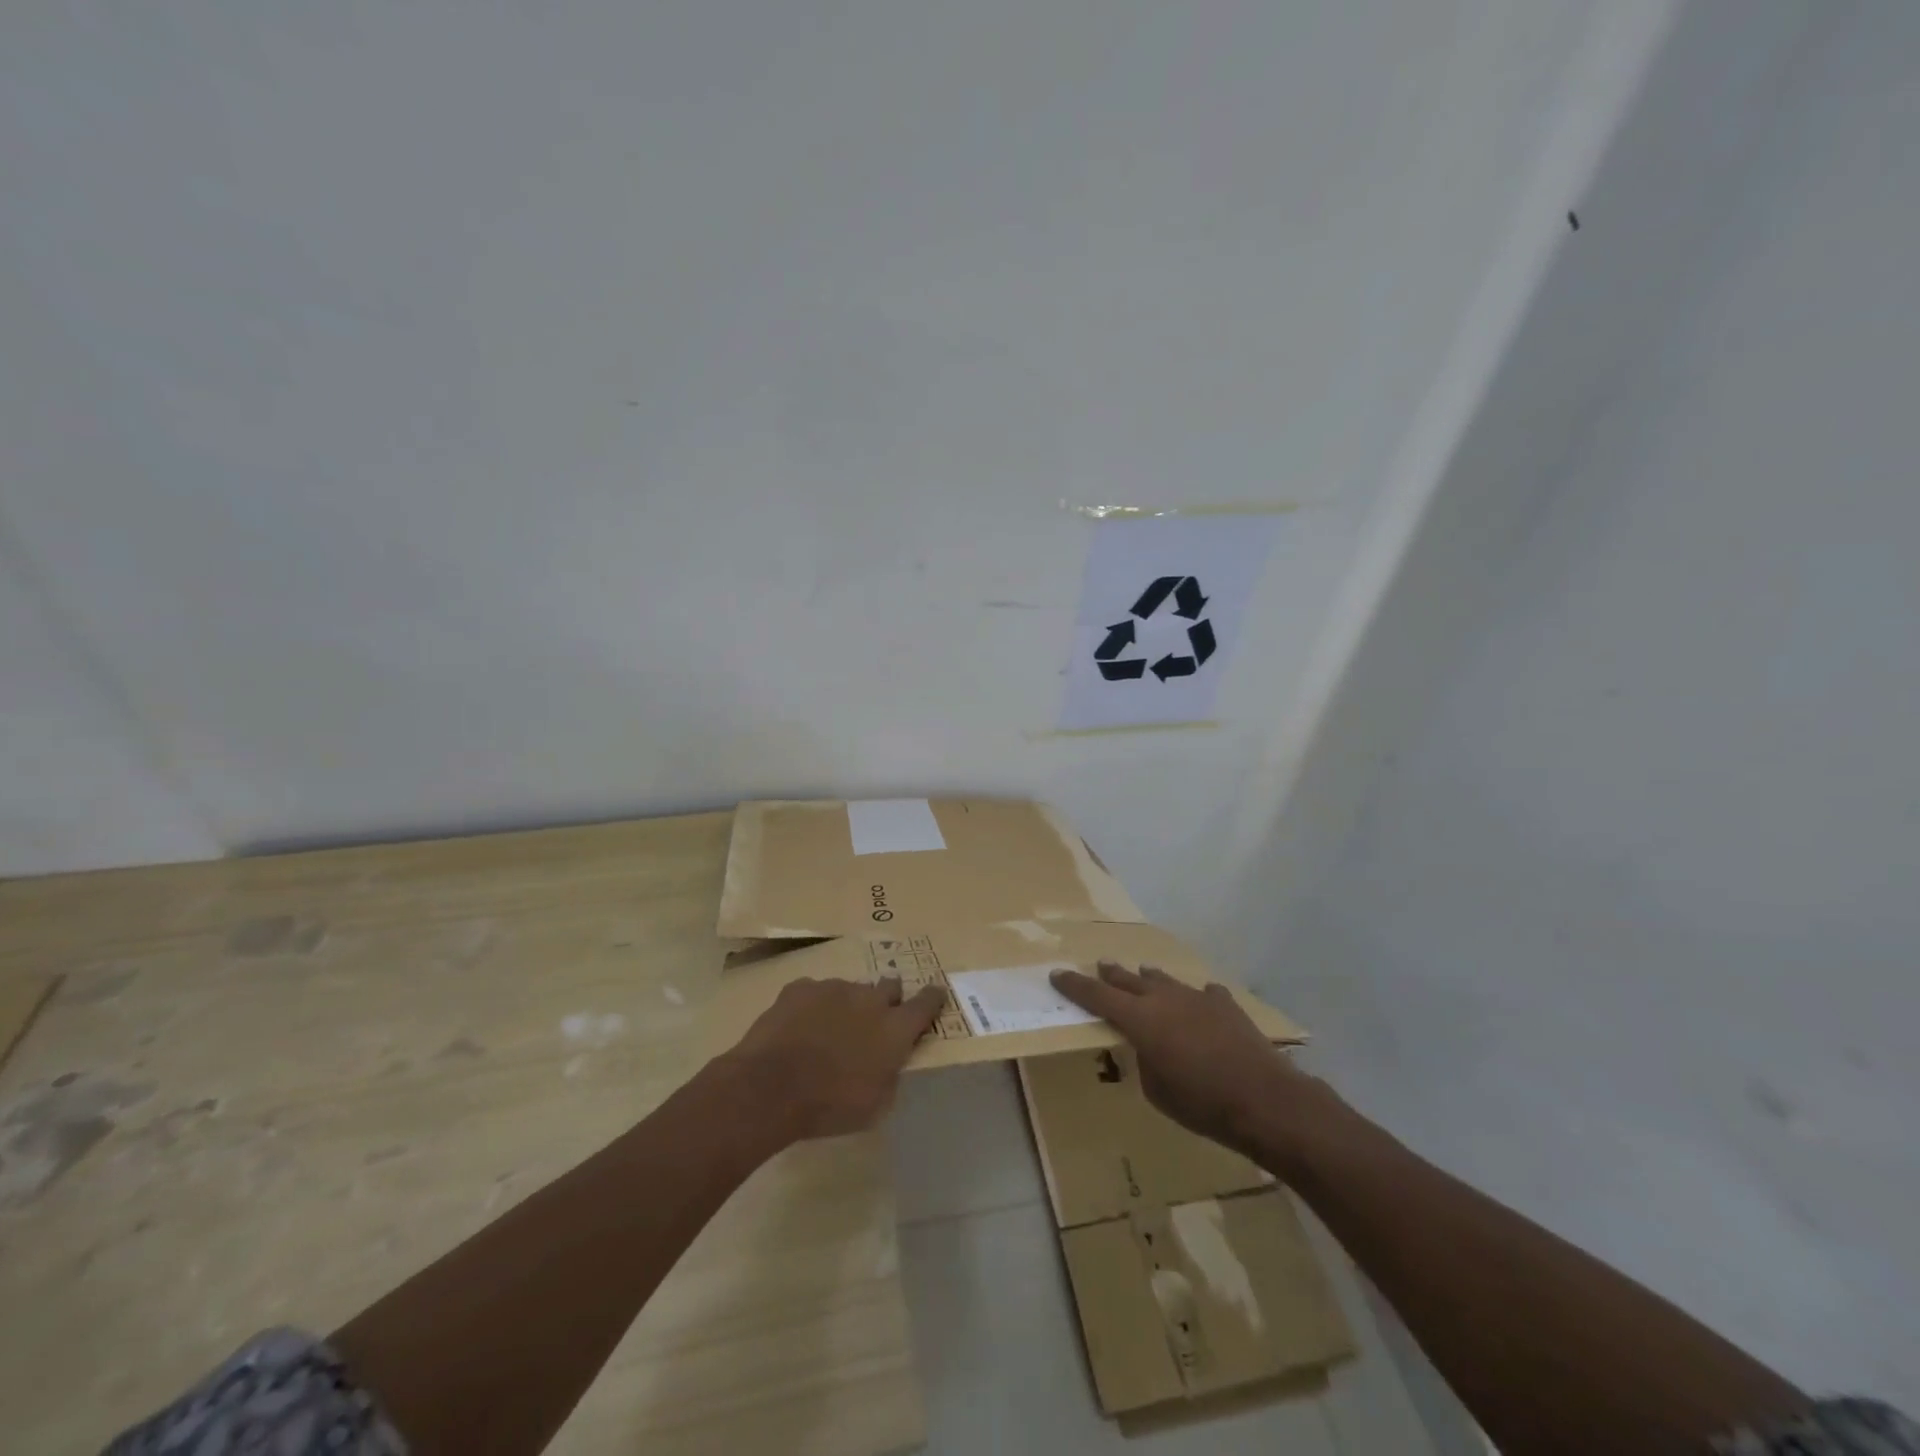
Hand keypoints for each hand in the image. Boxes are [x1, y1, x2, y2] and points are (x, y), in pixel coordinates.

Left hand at [721, 976, 946, 1141]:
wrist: (771, 1087)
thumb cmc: (830, 1105)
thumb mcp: (875, 1104)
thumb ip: (889, 1074)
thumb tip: (889, 1062)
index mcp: (894, 1028)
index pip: (926, 1003)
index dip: (932, 999)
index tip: (935, 996)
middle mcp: (870, 999)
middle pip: (889, 987)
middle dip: (887, 999)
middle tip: (875, 1021)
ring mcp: (834, 988)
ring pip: (850, 990)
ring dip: (847, 1006)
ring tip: (828, 1032)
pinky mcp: (801, 988)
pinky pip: (815, 992)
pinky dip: (813, 1006)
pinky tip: (799, 1027)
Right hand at [1051, 961, 1336, 1159]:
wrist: (1265, 1100)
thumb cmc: (1202, 1104)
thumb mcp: (1157, 1091)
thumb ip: (1145, 1060)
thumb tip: (1149, 1047)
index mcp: (1140, 1020)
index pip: (1097, 996)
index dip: (1075, 985)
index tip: (1057, 974)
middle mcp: (1163, 999)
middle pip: (1129, 979)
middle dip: (1111, 974)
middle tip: (1100, 966)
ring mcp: (1196, 997)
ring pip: (1164, 980)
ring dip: (1150, 979)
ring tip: (1143, 974)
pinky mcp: (1225, 1004)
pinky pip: (1203, 993)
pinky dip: (1195, 998)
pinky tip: (1200, 1001)